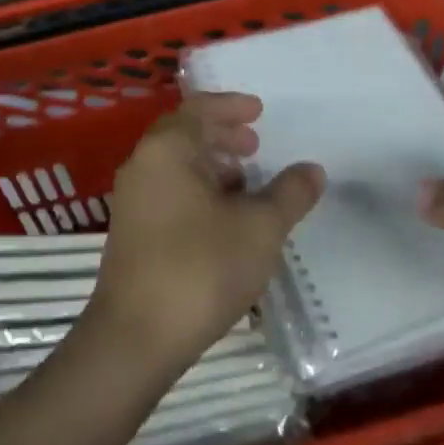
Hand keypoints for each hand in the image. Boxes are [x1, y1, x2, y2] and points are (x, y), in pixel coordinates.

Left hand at [85, 93, 324, 370]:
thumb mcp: (259, 227)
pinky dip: (198, 190)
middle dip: (222, 135)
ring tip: (246, 182)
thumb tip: (312, 170)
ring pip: (176, 166)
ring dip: (211, 165)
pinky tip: (223, 218)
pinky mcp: (131, 232)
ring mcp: (132, 201)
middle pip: (184, 134)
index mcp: (167, 150)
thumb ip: (289, 193)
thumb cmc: (201, 267)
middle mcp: (143, 166)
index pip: (199, 109)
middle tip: (255, 144)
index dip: (232, 106)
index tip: (260, 111)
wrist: (136, 338)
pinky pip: (169, 191)